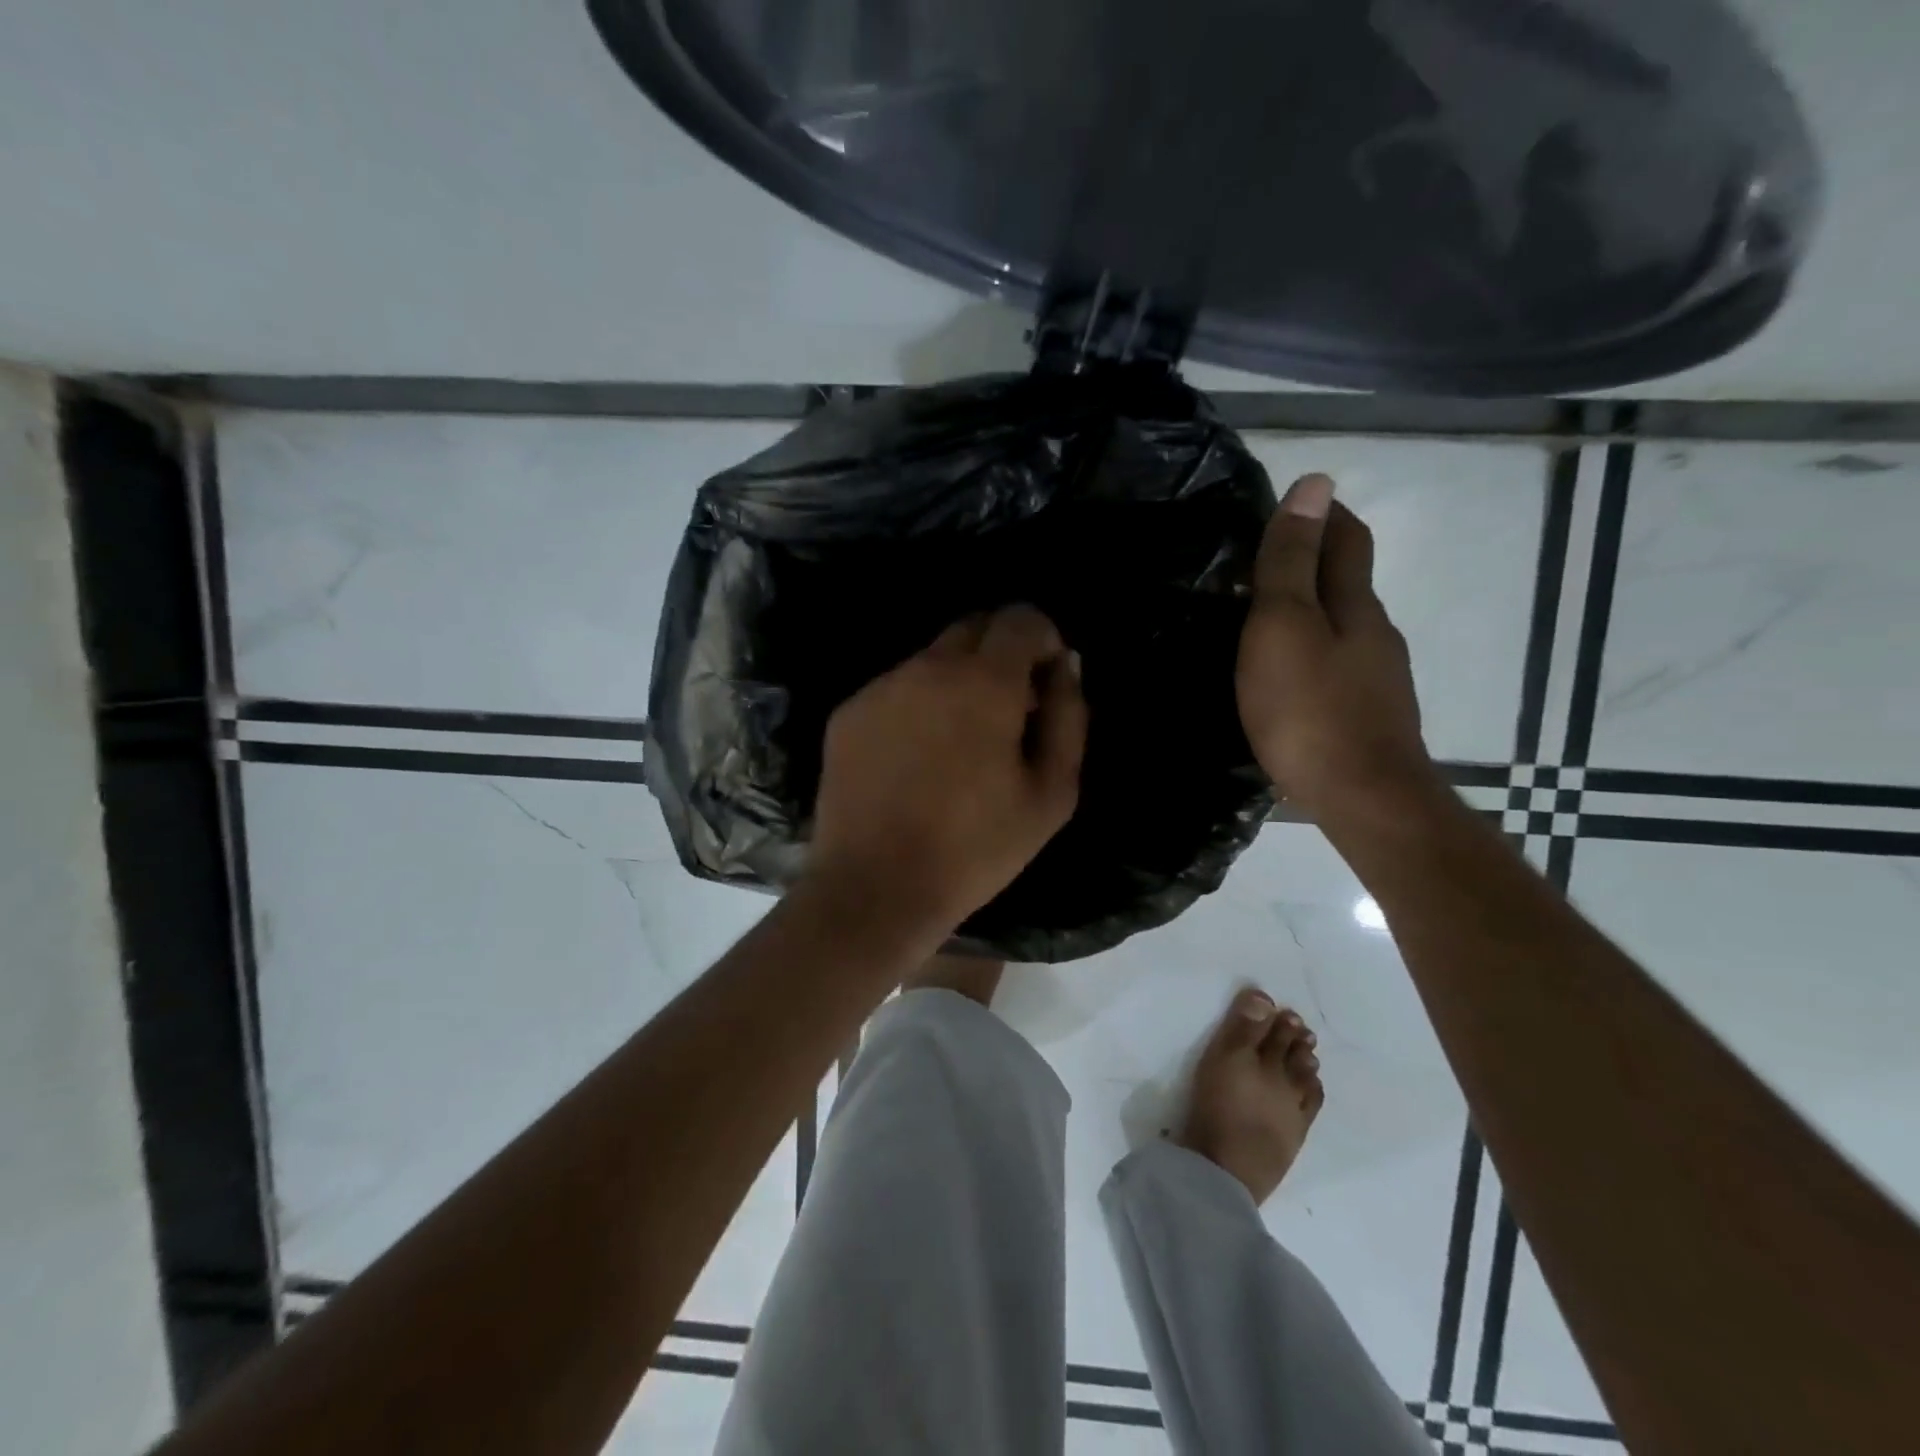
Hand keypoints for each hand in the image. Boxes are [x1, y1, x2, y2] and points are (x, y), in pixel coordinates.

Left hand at [808, 604, 1087, 933]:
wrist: (874, 888)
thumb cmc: (976, 848)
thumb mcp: (1051, 794)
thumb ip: (1068, 717)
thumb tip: (1066, 665)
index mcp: (984, 682)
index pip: (1020, 618)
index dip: (1042, 640)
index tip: (1045, 682)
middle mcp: (928, 667)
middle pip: (973, 628)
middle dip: (1000, 654)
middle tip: (1008, 712)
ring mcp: (881, 687)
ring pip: (932, 659)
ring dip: (957, 681)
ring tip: (959, 744)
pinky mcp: (848, 713)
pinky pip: (896, 689)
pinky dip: (918, 705)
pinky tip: (916, 760)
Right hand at [1237, 474, 1434, 820]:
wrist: (1363, 800)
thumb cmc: (1311, 710)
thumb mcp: (1285, 626)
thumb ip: (1292, 562)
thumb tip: (1315, 483)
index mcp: (1356, 606)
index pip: (1346, 540)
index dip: (1322, 514)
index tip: (1288, 502)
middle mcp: (1376, 635)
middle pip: (1348, 583)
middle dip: (1313, 561)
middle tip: (1256, 562)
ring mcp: (1377, 680)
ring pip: (1343, 628)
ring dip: (1310, 612)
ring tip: (1260, 620)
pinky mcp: (1367, 719)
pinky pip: (1337, 667)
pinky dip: (1312, 653)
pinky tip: (1286, 676)